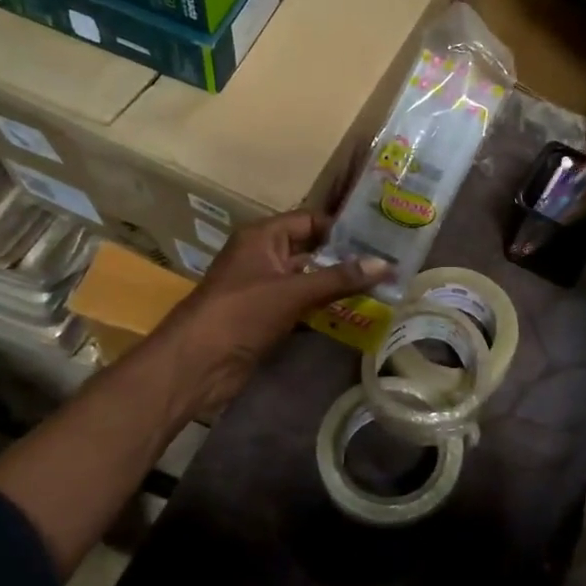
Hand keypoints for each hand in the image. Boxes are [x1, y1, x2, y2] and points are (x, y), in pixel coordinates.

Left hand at [153, 211, 388, 417]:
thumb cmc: (241, 314)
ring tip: (380, 288)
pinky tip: (356, 314)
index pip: (310, 221)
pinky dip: (325, 309)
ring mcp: (264, 288)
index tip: (380, 236)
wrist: (197, 364)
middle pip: (312, 250)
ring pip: (309, 280)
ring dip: (338, 286)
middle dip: (345, 258)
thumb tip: (385, 264)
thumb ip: (339, 279)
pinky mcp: (267, 317)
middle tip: (388, 263)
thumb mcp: (293, 291)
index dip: (342, 228)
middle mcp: (263, 257)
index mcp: (262, 237)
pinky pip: (302, 305)